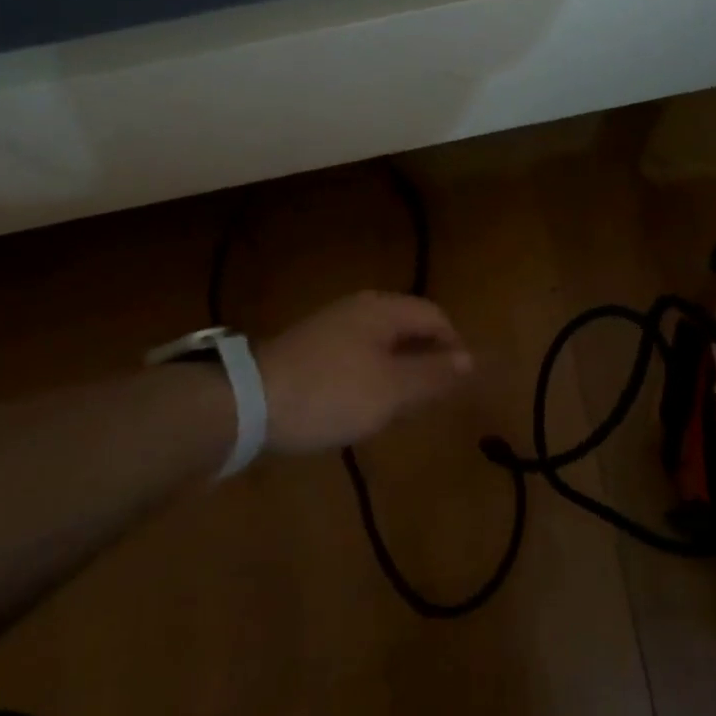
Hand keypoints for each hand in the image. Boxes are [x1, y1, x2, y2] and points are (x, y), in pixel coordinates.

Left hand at [256, 292, 472, 454]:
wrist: (246, 403)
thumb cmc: (331, 393)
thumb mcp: (392, 389)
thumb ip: (433, 374)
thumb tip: (469, 360)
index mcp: (383, 310)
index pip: (435, 316)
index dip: (453, 346)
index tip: (458, 382)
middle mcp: (359, 309)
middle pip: (408, 326)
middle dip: (426, 359)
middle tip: (432, 397)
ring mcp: (331, 326)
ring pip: (382, 343)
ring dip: (399, 369)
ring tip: (401, 405)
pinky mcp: (310, 348)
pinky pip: (357, 355)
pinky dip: (371, 375)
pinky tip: (363, 403)